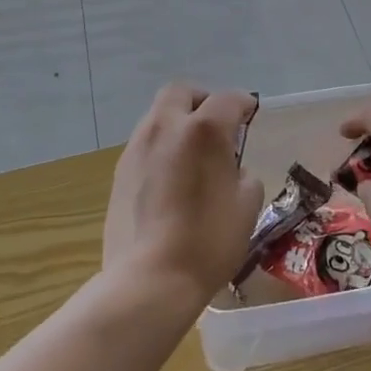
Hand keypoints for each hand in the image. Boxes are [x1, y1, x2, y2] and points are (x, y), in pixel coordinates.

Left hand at [102, 84, 263, 304]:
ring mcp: (137, 147)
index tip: (250, 114)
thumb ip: (243, 175)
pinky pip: (145, 143)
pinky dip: (162, 146)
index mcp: (203, 130)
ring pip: (158, 116)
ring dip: (178, 122)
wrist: (149, 278)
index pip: (227, 99)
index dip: (243, 103)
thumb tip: (232, 169)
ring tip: (193, 152)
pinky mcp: (119, 171)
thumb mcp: (247, 206)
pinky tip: (171, 176)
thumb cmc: (208, 241)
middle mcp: (166, 127)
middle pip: (181, 93)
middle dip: (201, 100)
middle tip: (217, 123)